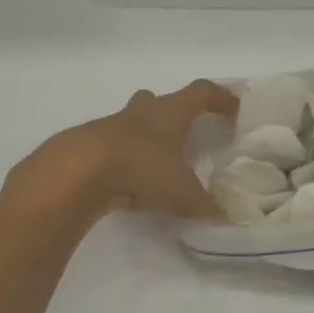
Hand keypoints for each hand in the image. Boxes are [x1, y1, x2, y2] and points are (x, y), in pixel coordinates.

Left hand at [16, 79, 237, 221]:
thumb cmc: (141, 168)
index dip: (221, 98)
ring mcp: (110, 127)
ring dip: (146, 138)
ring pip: (133, 124)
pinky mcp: (88, 147)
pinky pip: (114, 148)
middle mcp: (141, 112)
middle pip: (160, 101)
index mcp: (170, 112)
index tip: (236, 108)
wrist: (77, 171)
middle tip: (186, 133)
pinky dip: (125, 161)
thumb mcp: (182, 193)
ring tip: (158, 164)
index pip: (202, 93)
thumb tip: (227, 219)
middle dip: (174, 114)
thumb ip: (206, 206)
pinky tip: (130, 182)